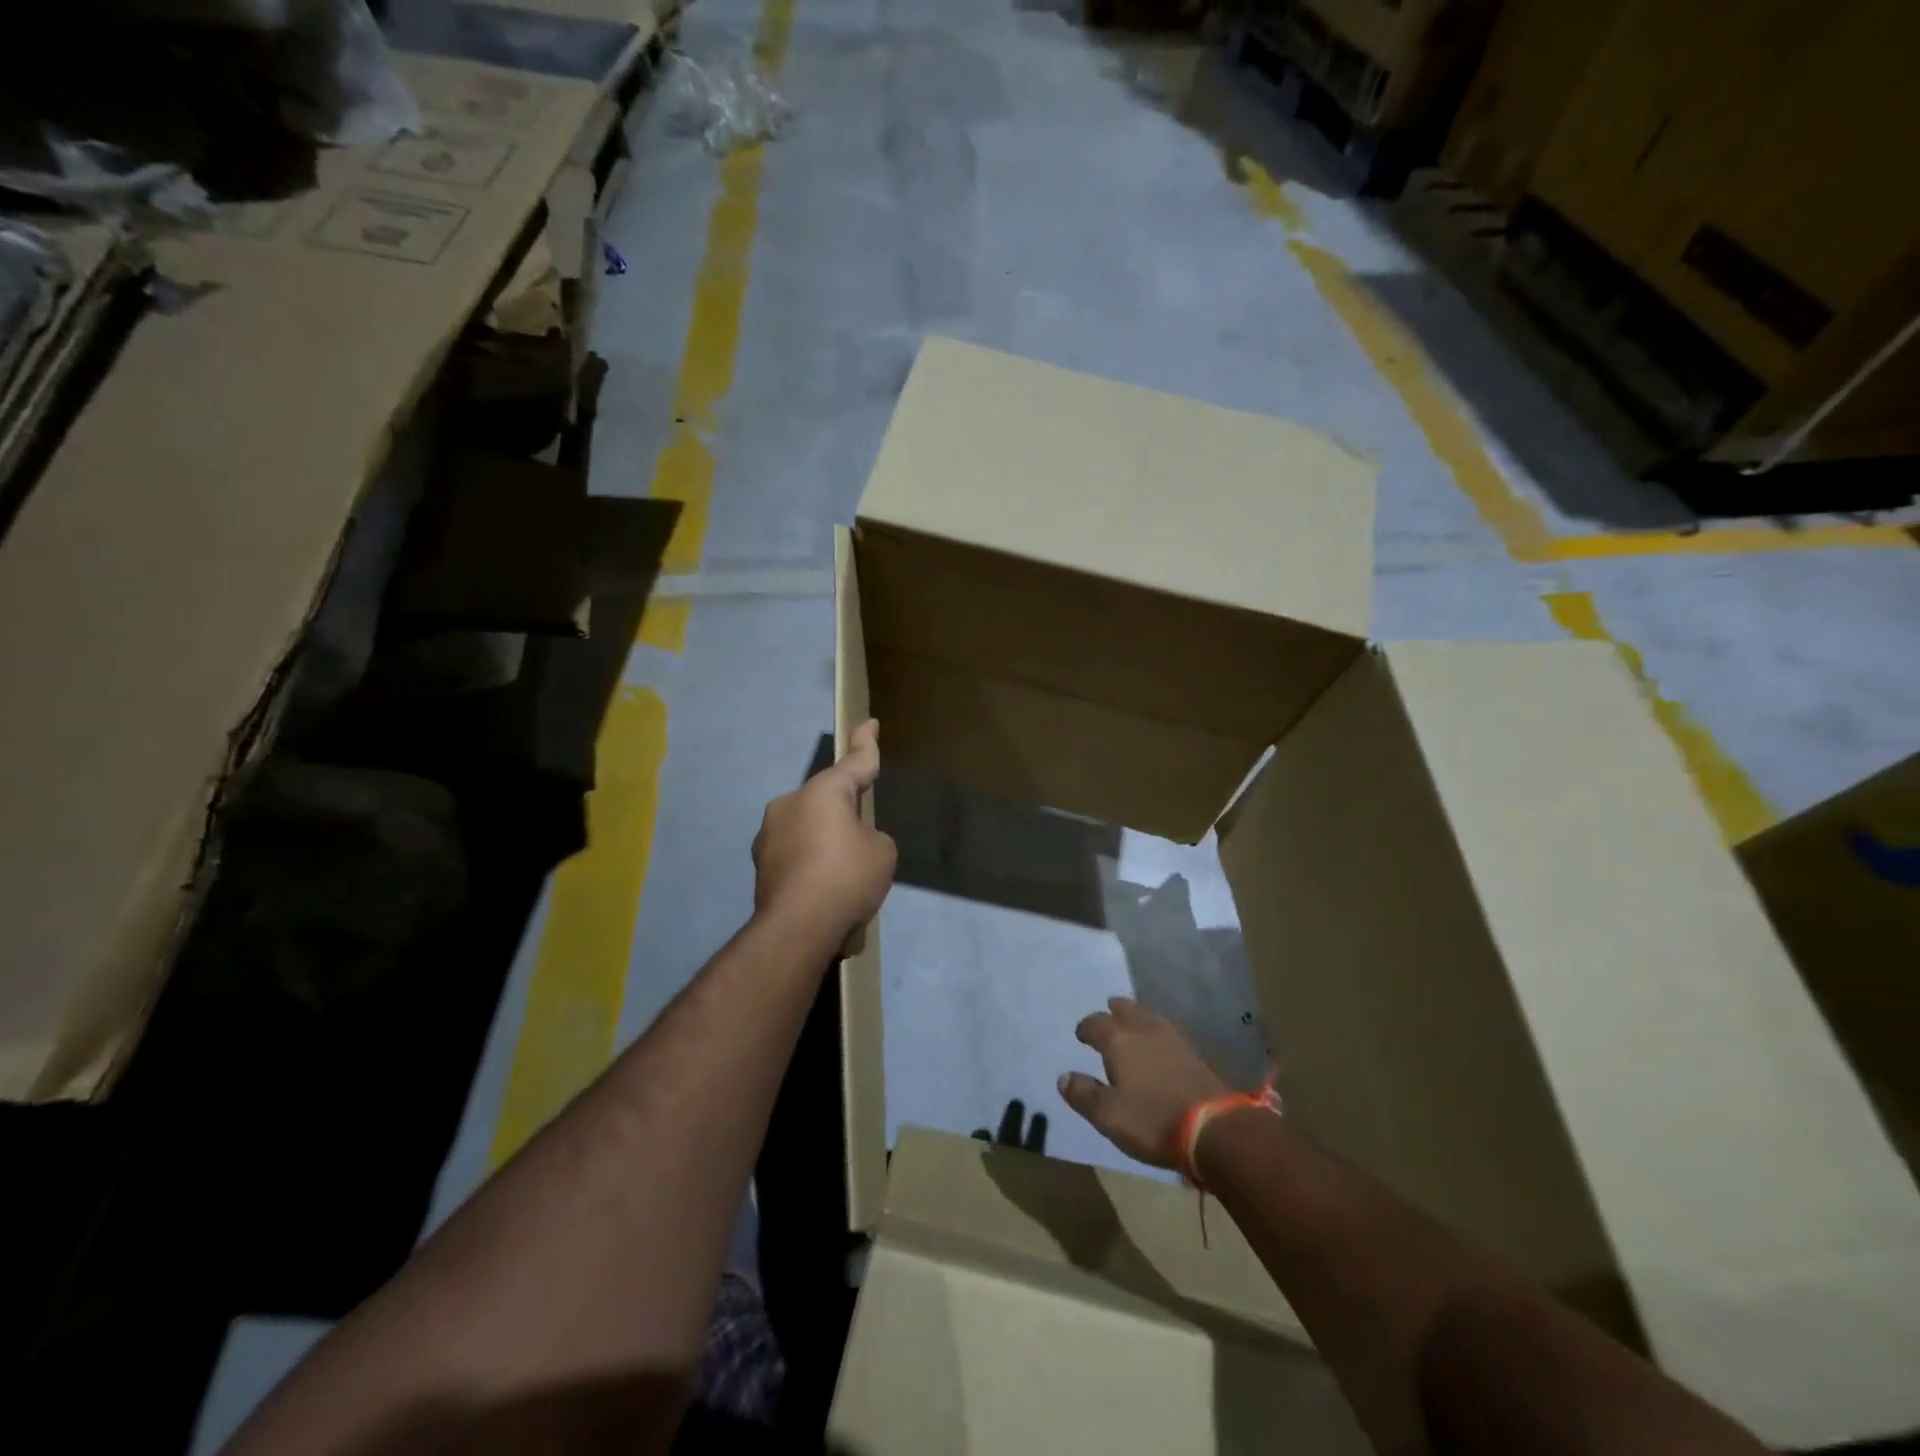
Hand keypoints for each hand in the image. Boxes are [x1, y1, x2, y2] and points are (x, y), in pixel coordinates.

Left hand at [752, 719, 896, 943]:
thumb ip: (872, 837)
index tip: (869, 723)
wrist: (798, 927)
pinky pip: (795, 854)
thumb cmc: (847, 877)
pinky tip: (824, 890)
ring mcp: (769, 833)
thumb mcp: (882, 852)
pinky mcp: (760, 864)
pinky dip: (811, 864)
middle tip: (863, 837)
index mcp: (823, 791)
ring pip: (808, 827)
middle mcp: (790, 803)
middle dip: (844, 812)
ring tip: (844, 875)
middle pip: (827, 799)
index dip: (866, 743)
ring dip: (825, 841)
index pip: (854, 762)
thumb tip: (853, 842)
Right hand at [1059, 997, 1226, 1168]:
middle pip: (1125, 1009)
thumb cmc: (1152, 1120)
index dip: (1086, 1028)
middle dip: (1113, 1011)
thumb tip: (1063, 1077)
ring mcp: (1172, 1038)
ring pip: (1148, 1016)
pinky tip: (1159, 1042)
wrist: (1213, 1128)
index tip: (1081, 1035)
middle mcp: (1143, 1029)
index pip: (1095, 1023)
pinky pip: (1167, 1030)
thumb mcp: (1108, 1115)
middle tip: (1108, 1014)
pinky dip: (1156, 1031)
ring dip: (1137, 1016)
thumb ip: (1083, 1094)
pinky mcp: (1193, 1051)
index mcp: (1118, 1040)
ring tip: (1132, 1023)